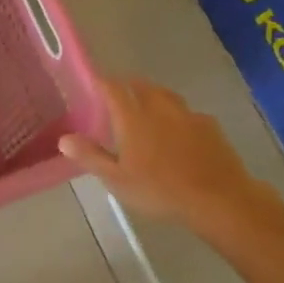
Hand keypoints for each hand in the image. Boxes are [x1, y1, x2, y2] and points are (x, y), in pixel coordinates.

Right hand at [59, 77, 274, 229]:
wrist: (220, 200)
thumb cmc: (161, 190)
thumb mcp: (117, 180)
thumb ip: (91, 156)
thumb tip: (64, 138)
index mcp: (133, 117)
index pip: (113, 88)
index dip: (102, 82)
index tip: (94, 82)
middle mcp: (159, 108)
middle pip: (141, 85)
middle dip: (128, 86)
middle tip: (119, 95)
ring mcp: (188, 115)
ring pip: (166, 95)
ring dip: (154, 96)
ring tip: (148, 107)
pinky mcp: (210, 127)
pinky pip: (189, 113)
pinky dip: (178, 116)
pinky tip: (180, 131)